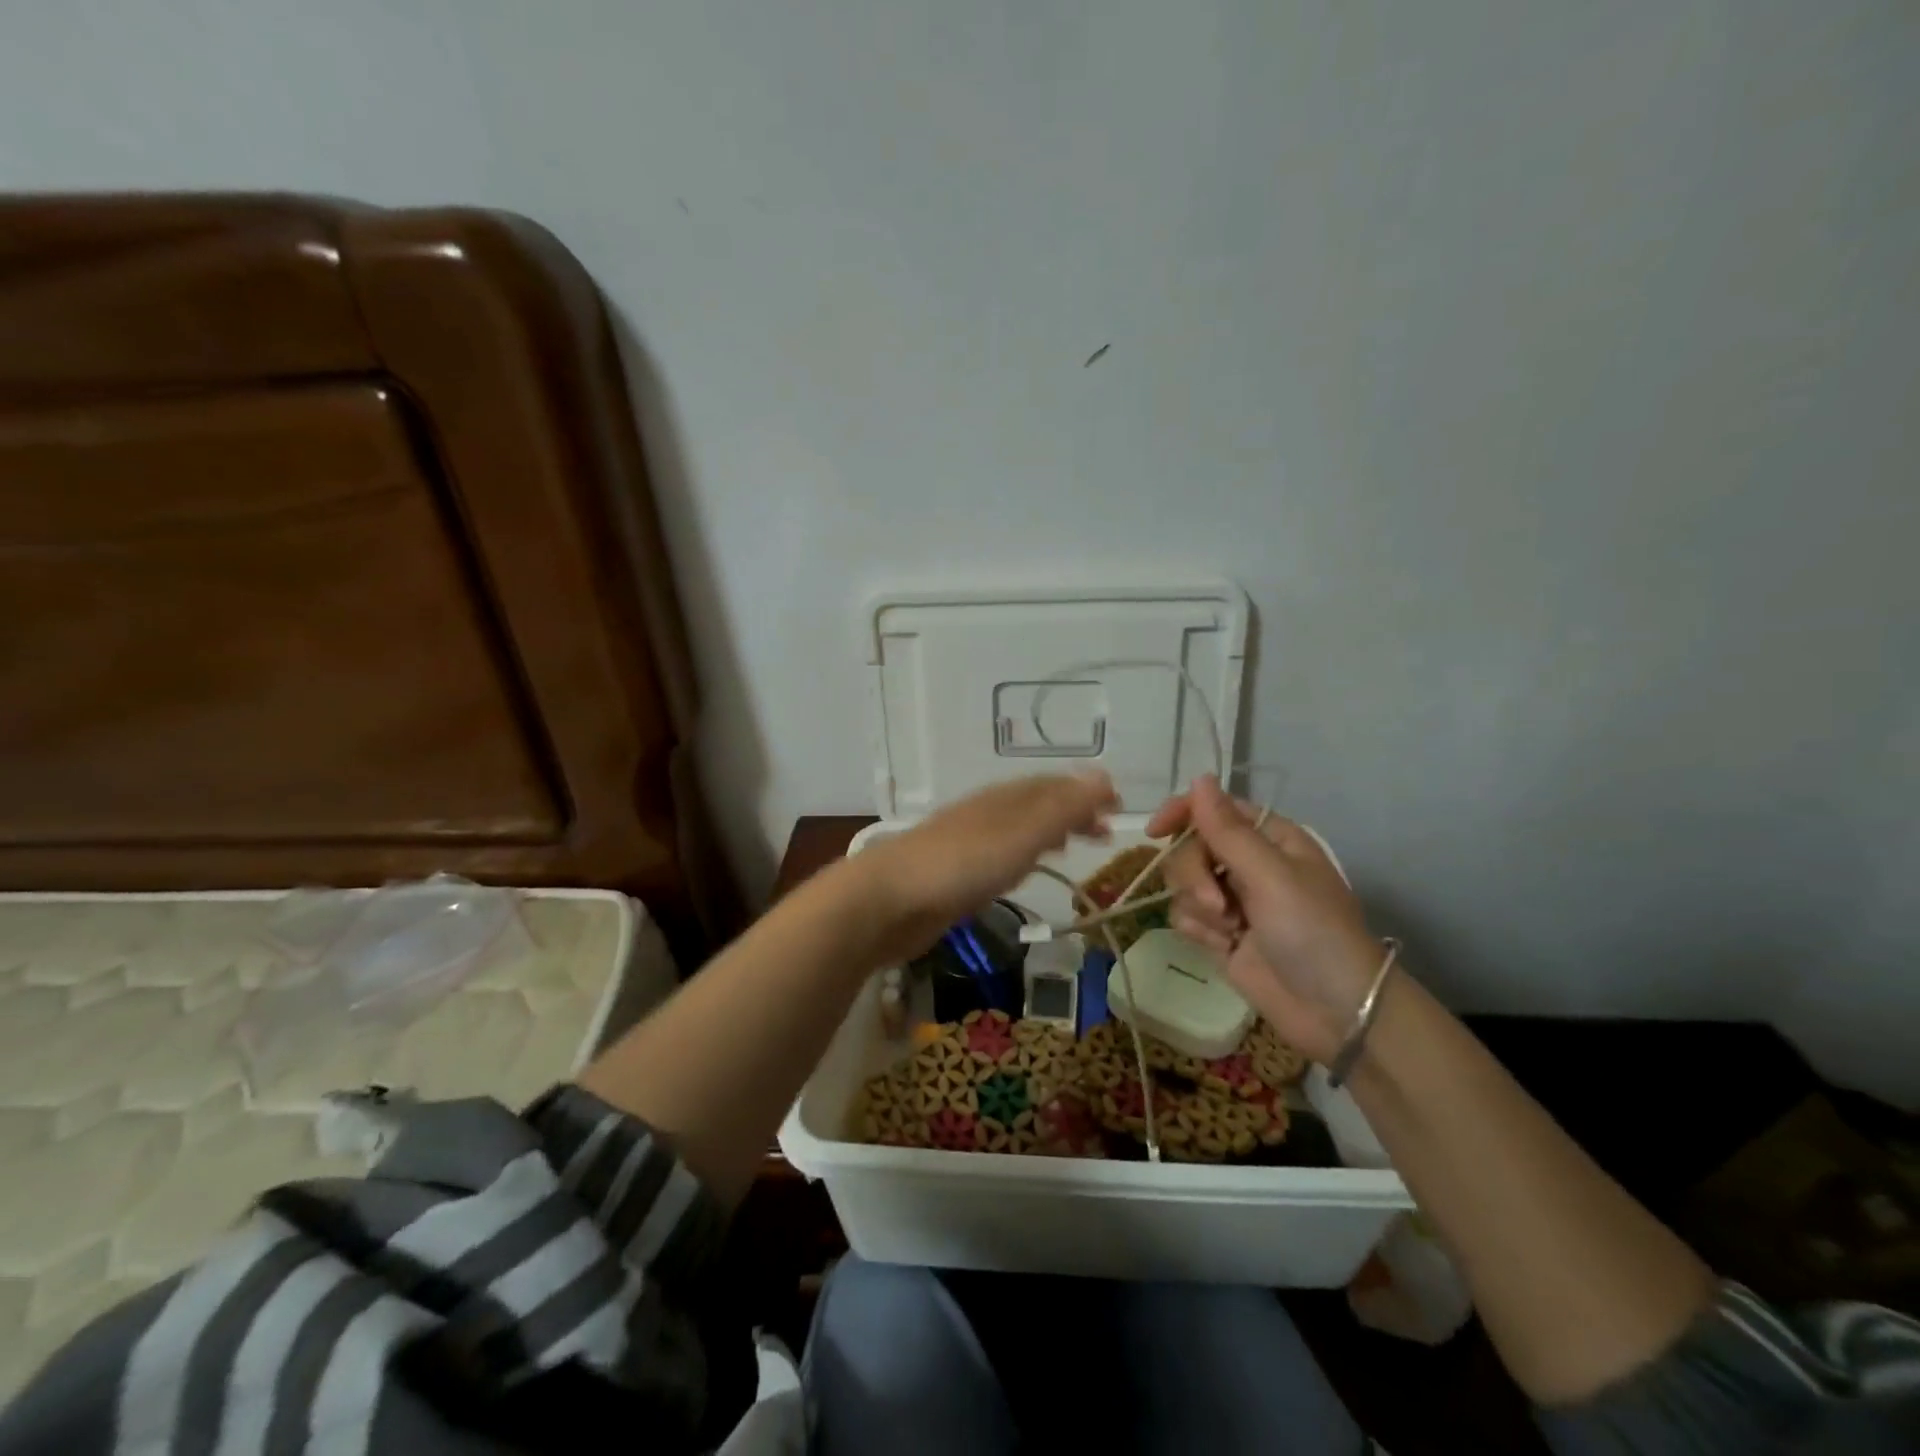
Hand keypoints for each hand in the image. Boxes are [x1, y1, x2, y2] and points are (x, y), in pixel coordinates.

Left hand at [857, 771, 1118, 965]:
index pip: (1054, 785)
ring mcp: (968, 842)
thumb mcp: (1021, 835)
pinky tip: (1023, 871)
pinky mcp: (954, 873)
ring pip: (1019, 829)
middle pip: (1037, 804)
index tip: (1119, 805)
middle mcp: (987, 813)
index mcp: (1004, 799)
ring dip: (1049, 833)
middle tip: (1104, 833)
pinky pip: (1001, 855)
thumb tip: (1103, 776)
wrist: (887, 901)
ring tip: (1074, 847)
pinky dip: (1024, 855)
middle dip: (1072, 812)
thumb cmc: (960, 865)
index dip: (1087, 791)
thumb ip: (1062, 809)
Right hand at [1146, 775, 1381, 1063]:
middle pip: (1191, 847)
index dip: (1181, 813)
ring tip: (1230, 930)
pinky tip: (1224, 947)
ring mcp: (1234, 898)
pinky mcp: (1221, 932)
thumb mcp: (1271, 876)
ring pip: (1183, 883)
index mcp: (1270, 838)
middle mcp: (1249, 862)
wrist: (1337, 1012)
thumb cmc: (1314, 932)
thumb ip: (1228, 830)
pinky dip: (1198, 930)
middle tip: (1218, 905)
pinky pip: (1185, 915)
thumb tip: (1200, 778)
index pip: (1213, 808)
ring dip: (1198, 907)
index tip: (1155, 831)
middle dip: (1195, 875)